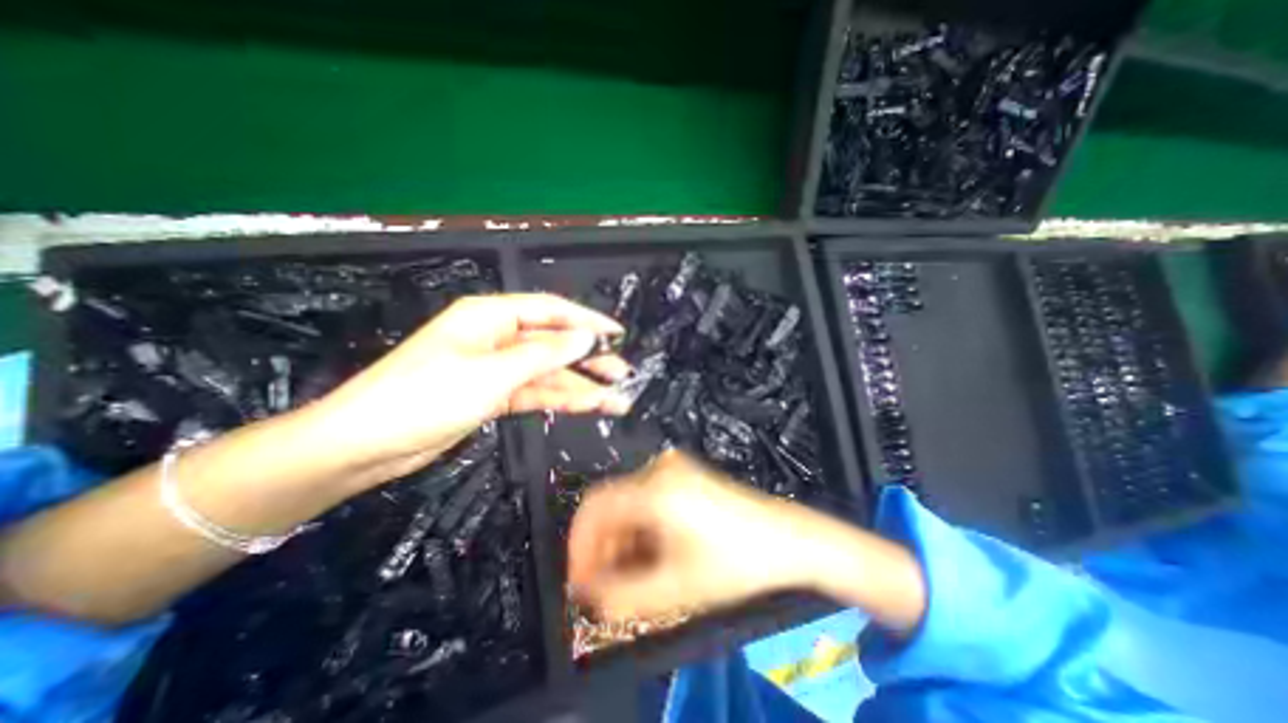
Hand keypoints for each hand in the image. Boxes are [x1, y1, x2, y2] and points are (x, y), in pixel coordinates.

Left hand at [308, 293, 635, 473]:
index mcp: (491, 317)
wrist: (364, 446)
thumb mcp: (491, 373)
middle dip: (589, 359)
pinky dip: (561, 399)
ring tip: (617, 400)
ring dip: (581, 386)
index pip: (550, 311)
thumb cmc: (425, 397)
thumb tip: (587, 337)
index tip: (617, 334)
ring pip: (548, 373)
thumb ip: (544, 355)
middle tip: (623, 374)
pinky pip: (536, 392)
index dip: (586, 320)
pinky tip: (588, 406)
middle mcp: (497, 337)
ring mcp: (496, 369)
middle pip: (553, 344)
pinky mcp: (494, 395)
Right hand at [565, 448, 813, 617]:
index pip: (594, 506)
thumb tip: (589, 596)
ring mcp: (673, 468)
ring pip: (628, 502)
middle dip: (601, 546)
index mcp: (654, 488)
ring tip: (630, 574)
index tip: (580, 579)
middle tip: (604, 584)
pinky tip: (650, 552)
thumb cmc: (736, 561)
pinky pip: (646, 498)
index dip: (578, 544)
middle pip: (610, 504)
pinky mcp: (683, 475)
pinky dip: (640, 527)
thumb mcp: (676, 587)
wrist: (785, 537)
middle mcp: (659, 469)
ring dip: (621, 539)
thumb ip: (623, 597)